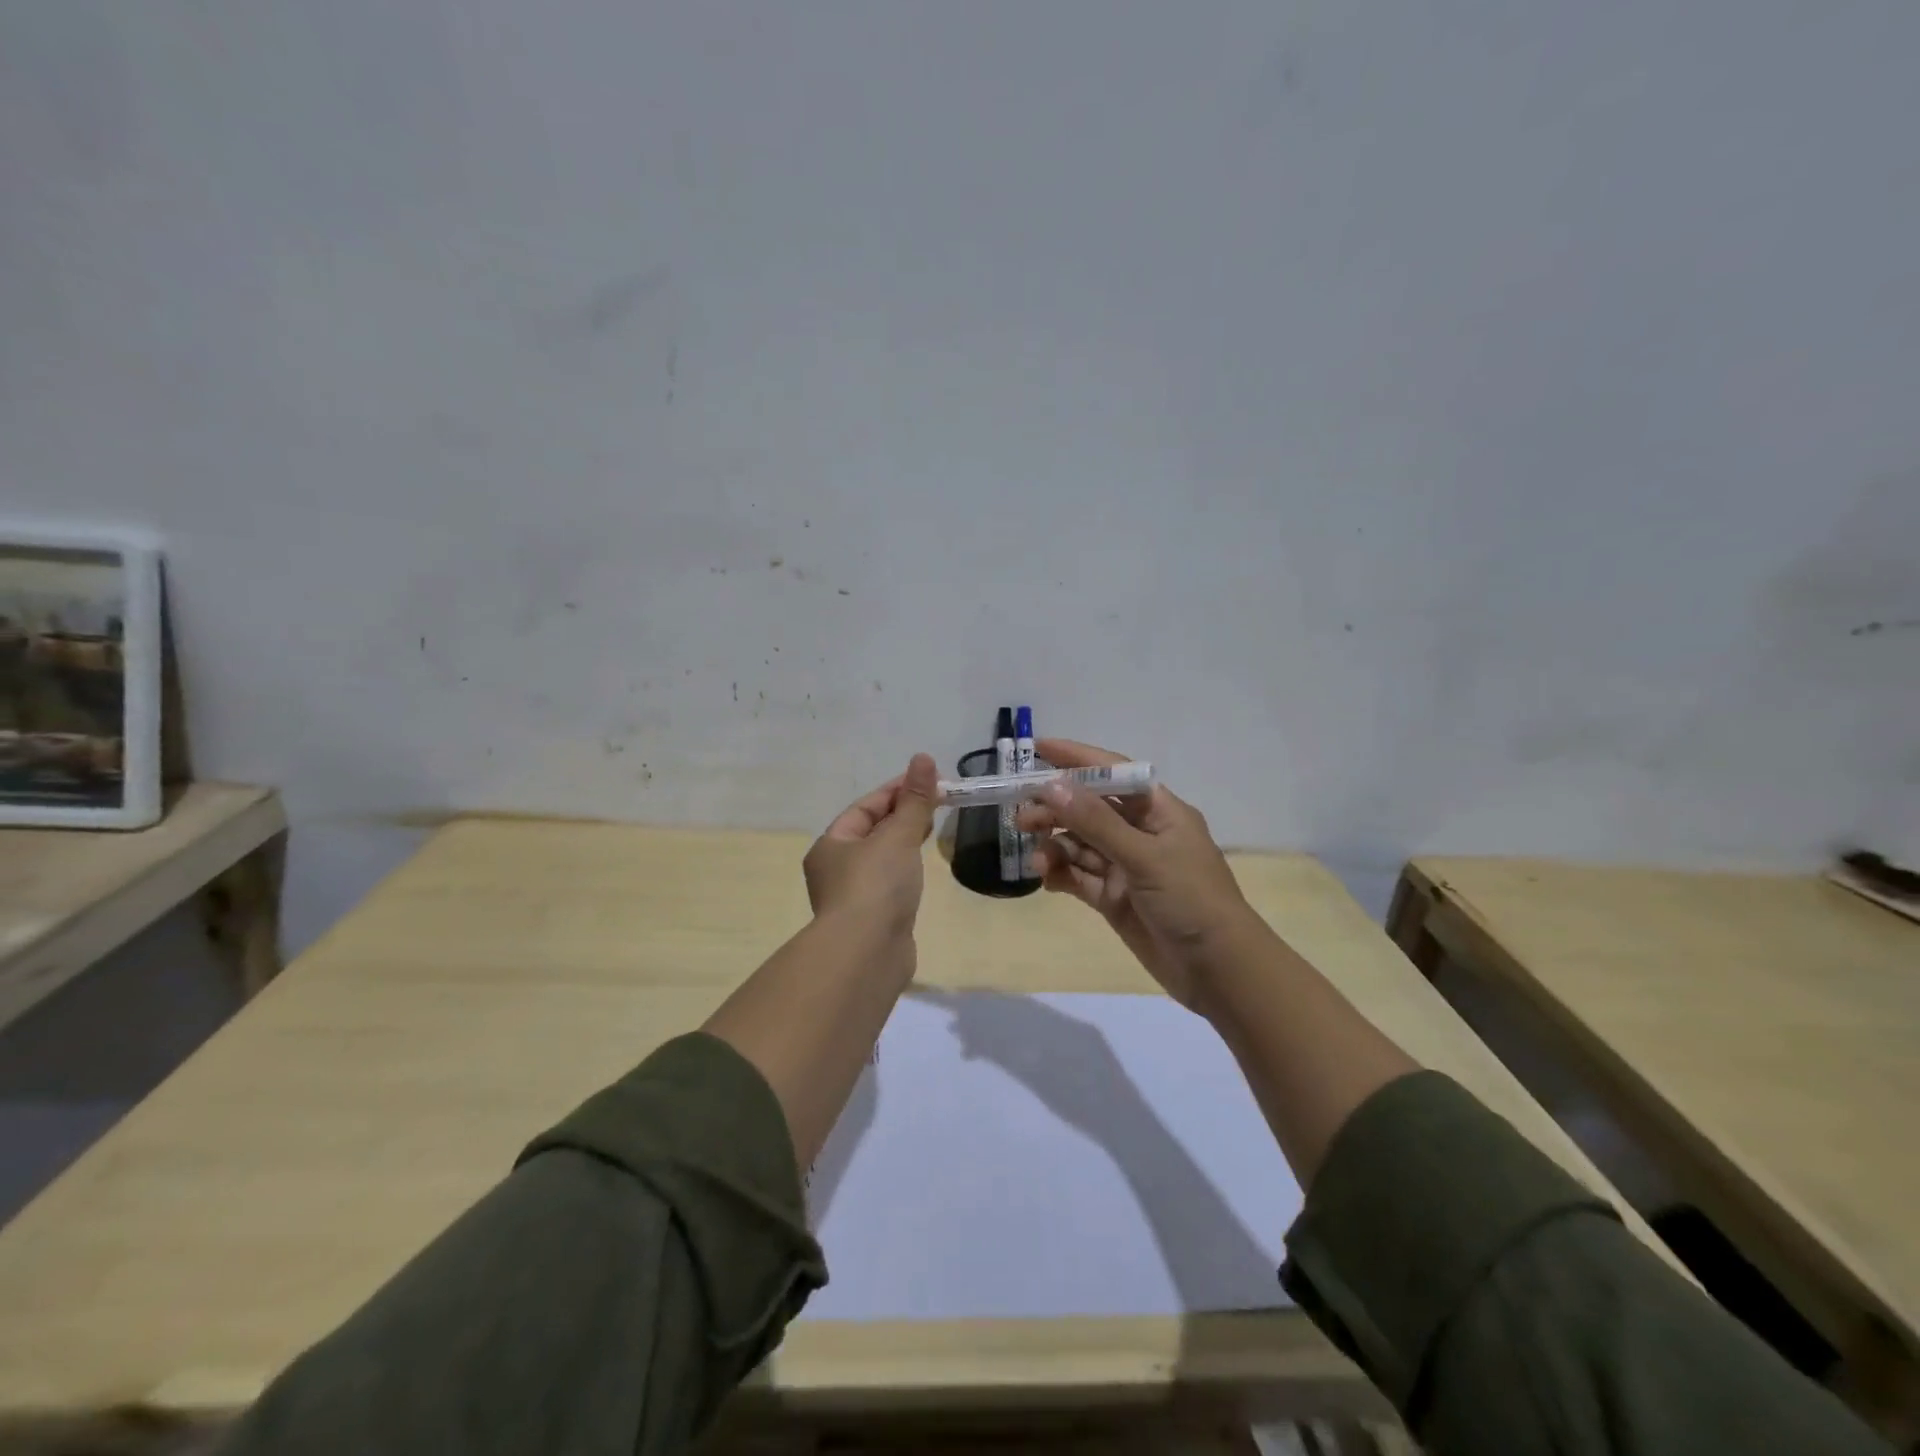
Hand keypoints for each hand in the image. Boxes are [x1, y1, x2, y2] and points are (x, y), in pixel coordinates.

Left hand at [803, 753, 938, 934]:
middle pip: (872, 831)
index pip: (866, 807)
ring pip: (882, 857)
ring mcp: (853, 896)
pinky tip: (922, 868)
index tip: (929, 779)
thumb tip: (924, 758)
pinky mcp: (872, 919)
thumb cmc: (876, 885)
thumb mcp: (898, 836)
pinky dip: (906, 869)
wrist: (867, 954)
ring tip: (933, 828)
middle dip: (903, 814)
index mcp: (832, 844)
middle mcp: (836, 868)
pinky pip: (890, 882)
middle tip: (938, 801)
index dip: (897, 790)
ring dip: (905, 841)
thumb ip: (915, 800)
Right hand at [1016, 738, 1254, 1011]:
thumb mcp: (1144, 856)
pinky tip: (1044, 878)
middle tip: (1021, 818)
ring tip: (1034, 859)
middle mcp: (1140, 833)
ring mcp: (1125, 867)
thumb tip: (1052, 786)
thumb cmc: (1191, 900)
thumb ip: (1096, 822)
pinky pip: (1078, 877)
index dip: (1076, 758)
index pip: (1112, 772)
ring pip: (1079, 844)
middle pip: (1088, 809)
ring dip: (1054, 845)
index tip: (1036, 749)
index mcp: (1158, 811)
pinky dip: (1059, 874)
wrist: (1219, 971)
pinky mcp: (1114, 898)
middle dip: (1055, 809)